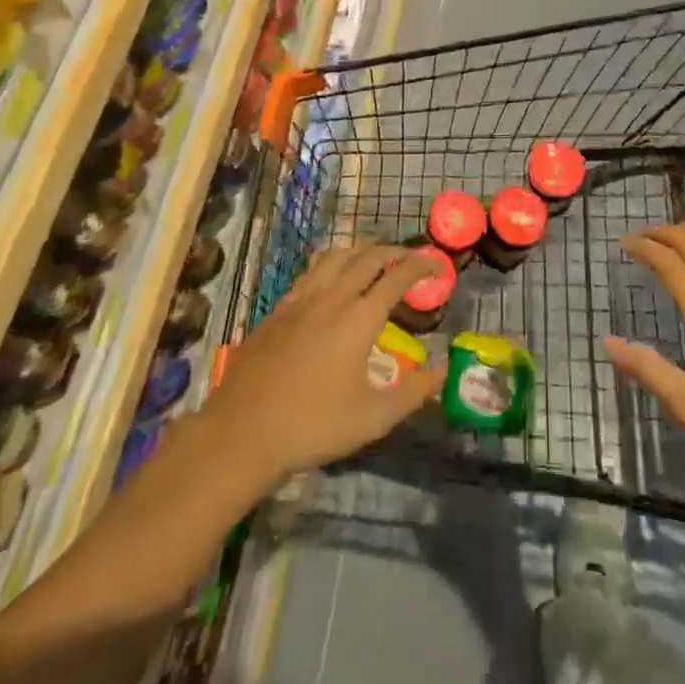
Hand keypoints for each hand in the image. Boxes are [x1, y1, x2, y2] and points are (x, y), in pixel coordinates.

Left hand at [197, 243, 443, 483]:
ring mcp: (302, 299)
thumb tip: (443, 372)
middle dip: (394, 251)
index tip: (438, 267)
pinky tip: (332, 280)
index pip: (398, 276)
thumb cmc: (312, 427)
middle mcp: (333, 297)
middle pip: (368, 256)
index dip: (422, 266)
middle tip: (410, 258)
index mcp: (360, 318)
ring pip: (337, 255)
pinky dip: (332, 263)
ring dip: (361, 249)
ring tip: (374, 258)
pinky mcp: (279, 308)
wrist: (241, 433)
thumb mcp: (372, 419)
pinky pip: (312, 270)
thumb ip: (413, 393)